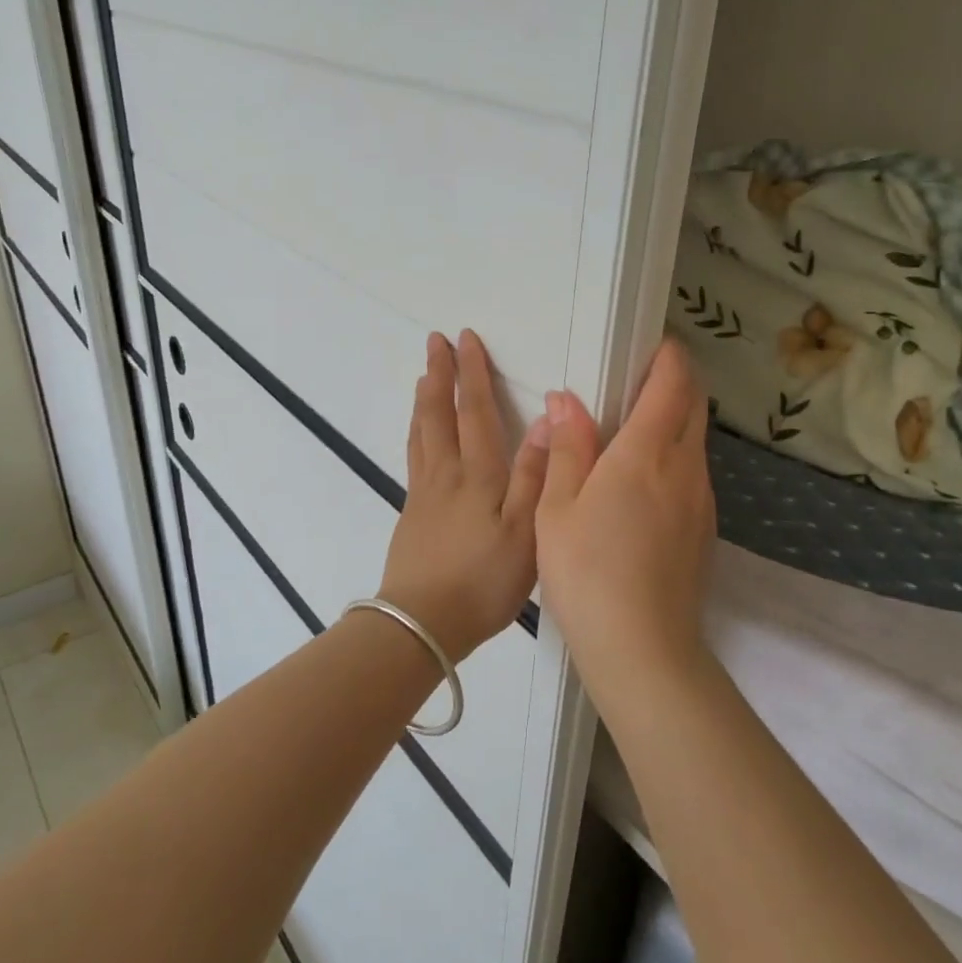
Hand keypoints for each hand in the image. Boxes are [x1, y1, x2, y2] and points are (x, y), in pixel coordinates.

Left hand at [378, 330, 549, 660]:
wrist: (422, 623)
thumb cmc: (483, 580)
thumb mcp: (525, 531)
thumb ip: (536, 474)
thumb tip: (549, 419)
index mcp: (478, 474)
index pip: (475, 411)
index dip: (472, 373)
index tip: (465, 339)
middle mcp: (446, 474)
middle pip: (439, 414)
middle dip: (439, 375)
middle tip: (434, 342)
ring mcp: (424, 494)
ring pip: (422, 434)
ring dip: (424, 400)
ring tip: (424, 377)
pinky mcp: (412, 515)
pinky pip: (414, 458)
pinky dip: (416, 433)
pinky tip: (419, 436)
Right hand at [535, 338, 715, 683]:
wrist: (641, 648)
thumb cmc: (586, 572)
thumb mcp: (557, 508)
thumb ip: (567, 448)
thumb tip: (567, 400)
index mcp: (646, 454)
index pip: (672, 385)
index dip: (669, 357)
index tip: (655, 344)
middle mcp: (685, 469)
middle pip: (695, 407)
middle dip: (677, 382)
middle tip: (640, 379)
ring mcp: (701, 502)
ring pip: (696, 442)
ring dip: (676, 422)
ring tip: (634, 431)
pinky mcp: (704, 531)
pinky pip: (693, 476)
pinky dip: (675, 459)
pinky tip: (642, 485)